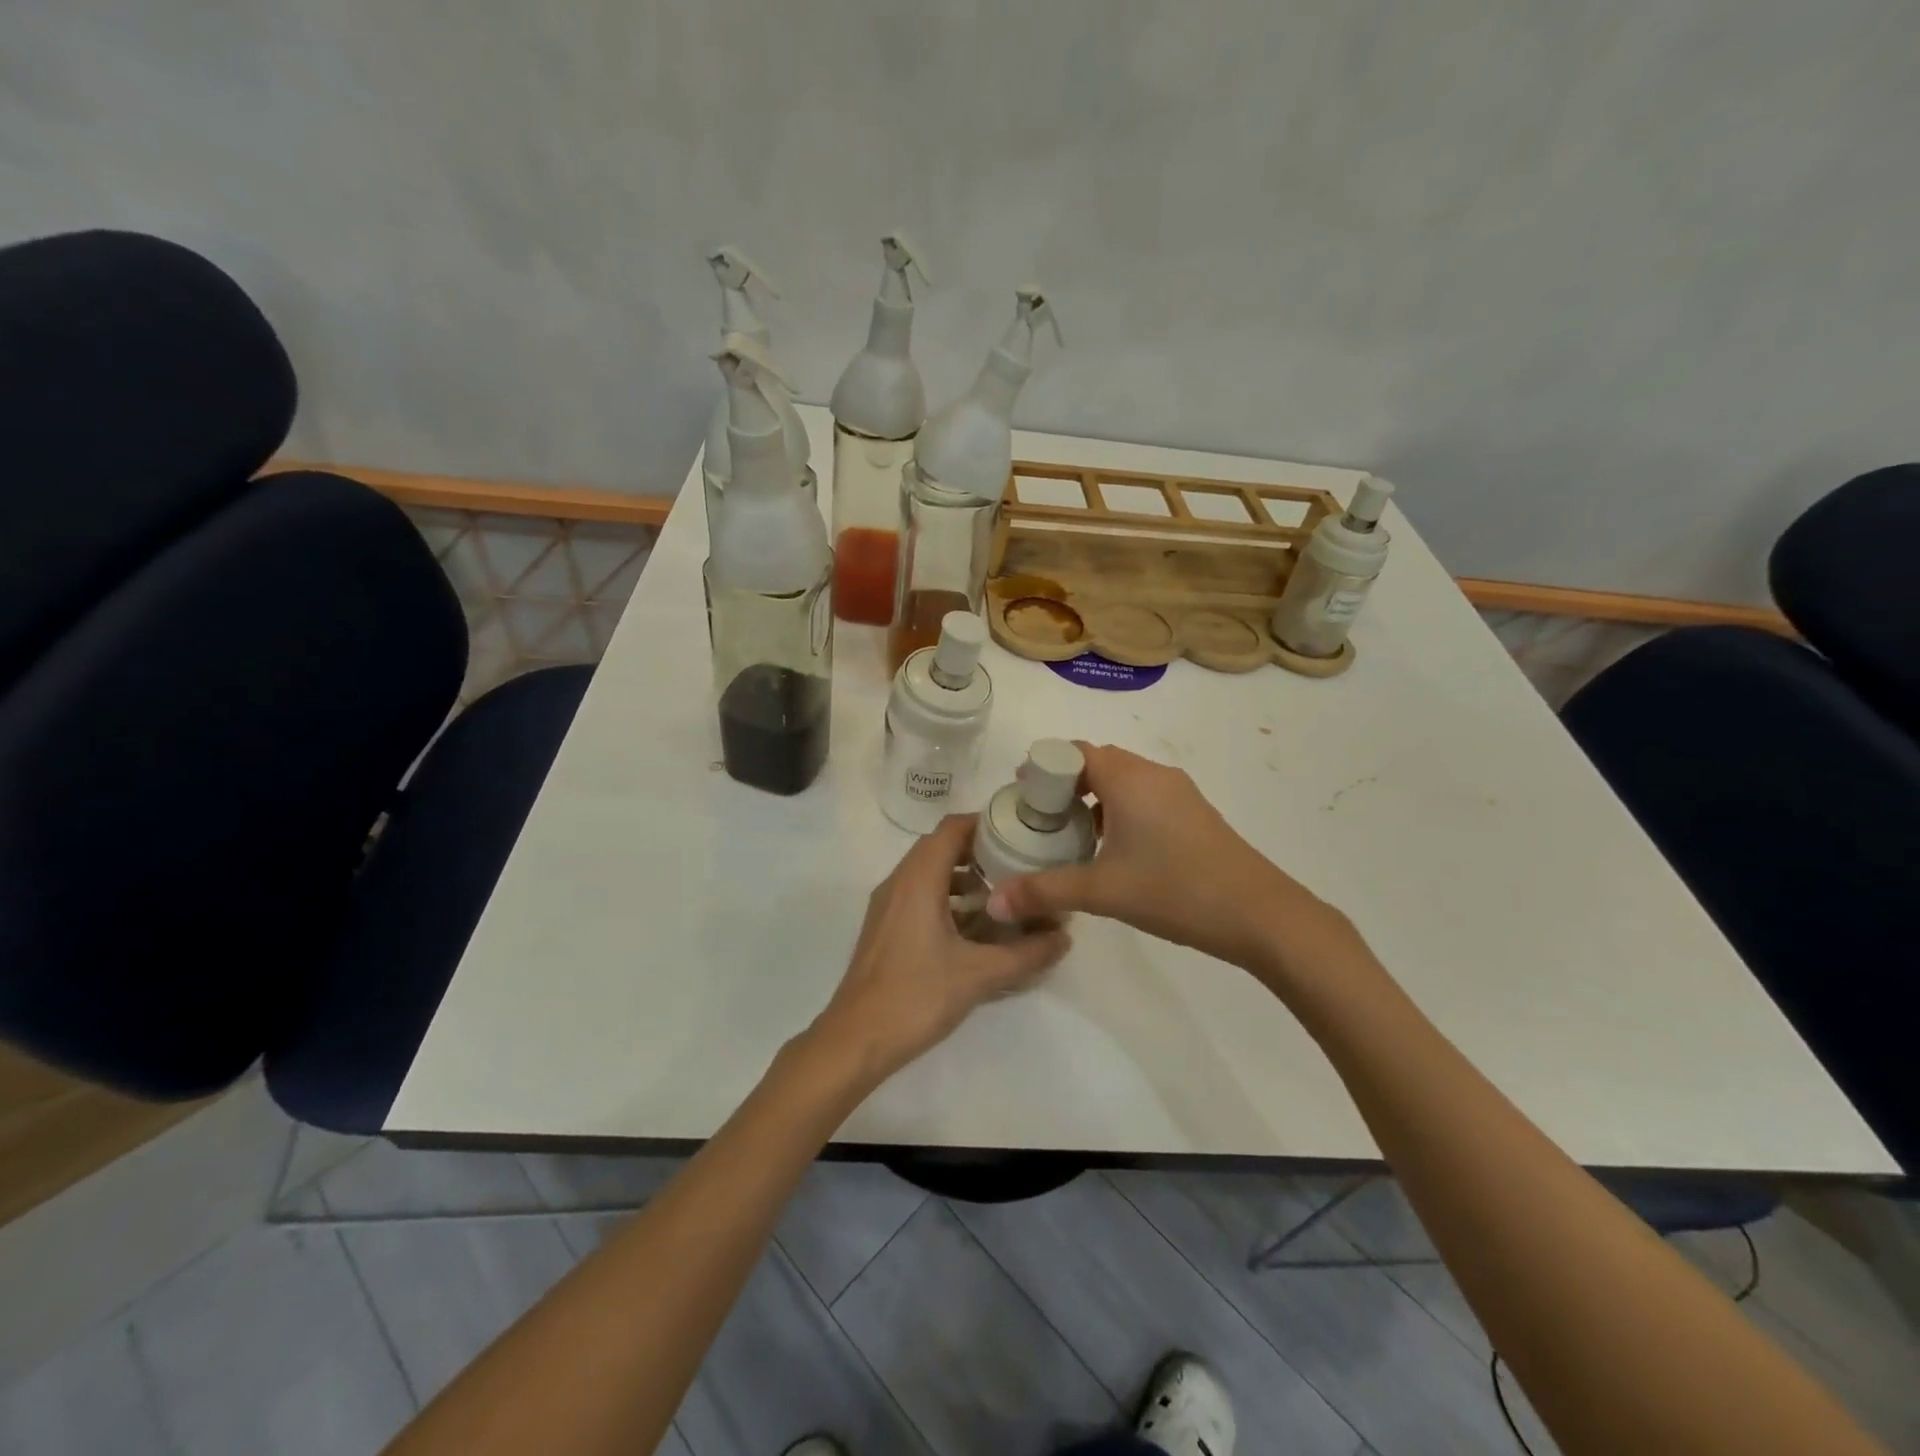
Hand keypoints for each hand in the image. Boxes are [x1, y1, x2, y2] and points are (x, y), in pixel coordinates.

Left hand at [811, 815, 1069, 1087]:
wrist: (856, 1039)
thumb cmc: (917, 996)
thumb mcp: (980, 974)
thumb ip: (1027, 953)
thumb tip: (1066, 937)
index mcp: (918, 879)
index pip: (952, 828)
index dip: (986, 824)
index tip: (1020, 834)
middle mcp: (899, 882)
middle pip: (941, 847)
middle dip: (980, 852)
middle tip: (1019, 866)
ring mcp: (887, 906)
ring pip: (929, 874)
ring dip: (964, 878)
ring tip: (1003, 898)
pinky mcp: (885, 928)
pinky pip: (919, 896)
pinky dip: (948, 899)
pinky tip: (974, 930)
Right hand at [989, 743, 1344, 977]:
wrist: (1260, 914)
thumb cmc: (1175, 890)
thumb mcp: (1102, 891)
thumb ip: (1043, 892)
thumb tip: (993, 901)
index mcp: (1128, 779)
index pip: (1074, 751)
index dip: (1044, 766)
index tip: (1021, 792)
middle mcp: (1153, 774)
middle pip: (1098, 761)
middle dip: (1066, 782)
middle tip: (1041, 816)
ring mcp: (1179, 792)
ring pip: (1124, 780)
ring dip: (1094, 797)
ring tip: (1070, 834)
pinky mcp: (1194, 813)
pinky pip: (1145, 796)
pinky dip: (1120, 809)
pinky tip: (1113, 848)